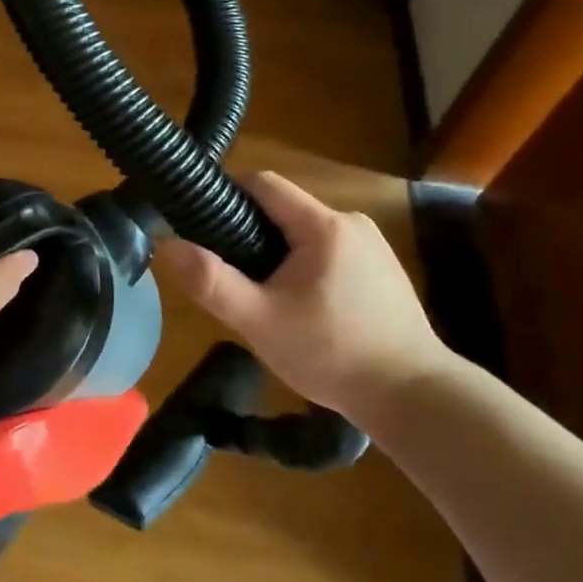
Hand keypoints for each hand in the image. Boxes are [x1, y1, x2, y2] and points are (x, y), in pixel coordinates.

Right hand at [152, 171, 453, 428]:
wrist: (416, 399)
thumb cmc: (333, 354)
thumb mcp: (261, 322)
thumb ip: (211, 282)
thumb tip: (166, 246)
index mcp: (323, 225)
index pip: (263, 183)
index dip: (226, 194)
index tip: (201, 223)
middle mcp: (351, 222)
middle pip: (283, 209)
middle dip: (251, 233)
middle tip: (230, 275)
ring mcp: (373, 246)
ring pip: (306, 233)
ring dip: (279, 254)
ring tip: (265, 297)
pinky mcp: (384, 271)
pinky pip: (330, 252)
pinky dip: (307, 267)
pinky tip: (305, 309)